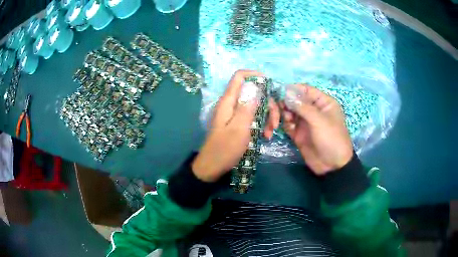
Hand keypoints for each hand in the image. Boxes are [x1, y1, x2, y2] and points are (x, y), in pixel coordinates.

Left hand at [192, 70, 279, 181]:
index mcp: (228, 101)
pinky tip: (265, 136)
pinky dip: (261, 124)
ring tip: (270, 133)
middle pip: (253, 93)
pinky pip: (253, 117)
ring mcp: (235, 114)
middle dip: (268, 105)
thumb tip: (256, 87)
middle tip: (275, 122)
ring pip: (256, 106)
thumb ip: (247, 107)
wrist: (213, 167)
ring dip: (267, 117)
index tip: (269, 84)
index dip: (254, 75)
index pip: (239, 77)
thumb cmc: (225, 149)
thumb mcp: (239, 128)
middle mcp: (232, 104)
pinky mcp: (238, 123)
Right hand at [281, 84, 352, 174]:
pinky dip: (283, 124)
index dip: (292, 90)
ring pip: (289, 111)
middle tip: (277, 111)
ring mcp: (305, 121)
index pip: (305, 90)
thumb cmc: (331, 139)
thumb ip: (303, 106)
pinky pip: (287, 123)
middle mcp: (312, 109)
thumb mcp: (319, 121)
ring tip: (278, 122)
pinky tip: (281, 129)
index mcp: (322, 102)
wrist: (332, 166)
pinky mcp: (298, 133)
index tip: (279, 93)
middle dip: (284, 104)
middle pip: (294, 100)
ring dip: (281, 114)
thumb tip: (286, 93)